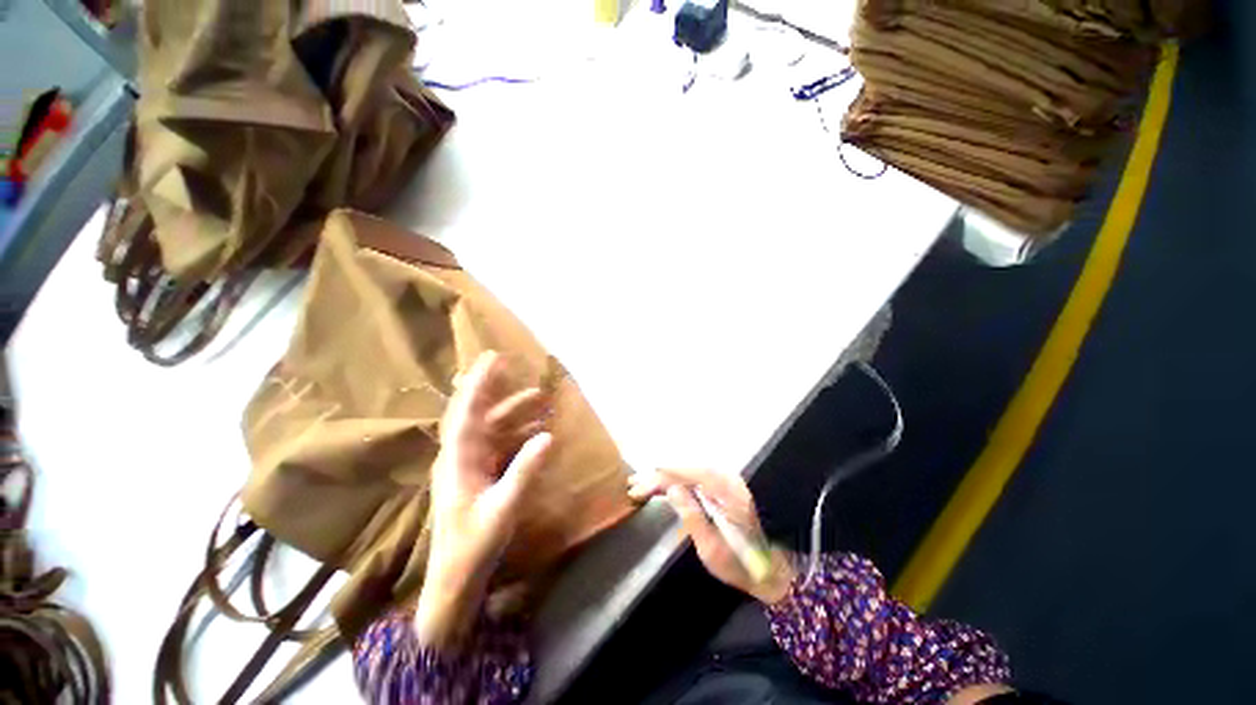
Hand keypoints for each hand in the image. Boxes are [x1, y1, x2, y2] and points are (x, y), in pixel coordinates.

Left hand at [416, 351, 552, 648]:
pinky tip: (535, 430)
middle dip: (493, 389)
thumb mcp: (503, 509)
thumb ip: (524, 472)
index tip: (492, 358)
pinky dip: (516, 432)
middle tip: (512, 366)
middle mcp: (460, 456)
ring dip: (511, 411)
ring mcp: (469, 465)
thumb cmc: (473, 545)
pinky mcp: (478, 475)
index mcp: (458, 460)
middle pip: (476, 413)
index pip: (467, 412)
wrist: (455, 579)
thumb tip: (547, 436)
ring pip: (489, 428)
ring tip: (538, 397)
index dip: (479, 383)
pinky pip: (498, 444)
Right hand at [628, 467, 793, 604]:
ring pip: (688, 471)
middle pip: (688, 469)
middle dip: (659, 475)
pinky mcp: (720, 488)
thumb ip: (692, 517)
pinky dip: (674, 480)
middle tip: (634, 484)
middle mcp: (728, 480)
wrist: (767, 570)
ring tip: (640, 483)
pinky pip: (693, 478)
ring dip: (664, 476)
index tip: (643, 483)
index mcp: (729, 494)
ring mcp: (725, 482)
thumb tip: (671, 489)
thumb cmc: (739, 565)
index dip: (665, 475)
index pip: (692, 474)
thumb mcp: (712, 550)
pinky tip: (659, 487)